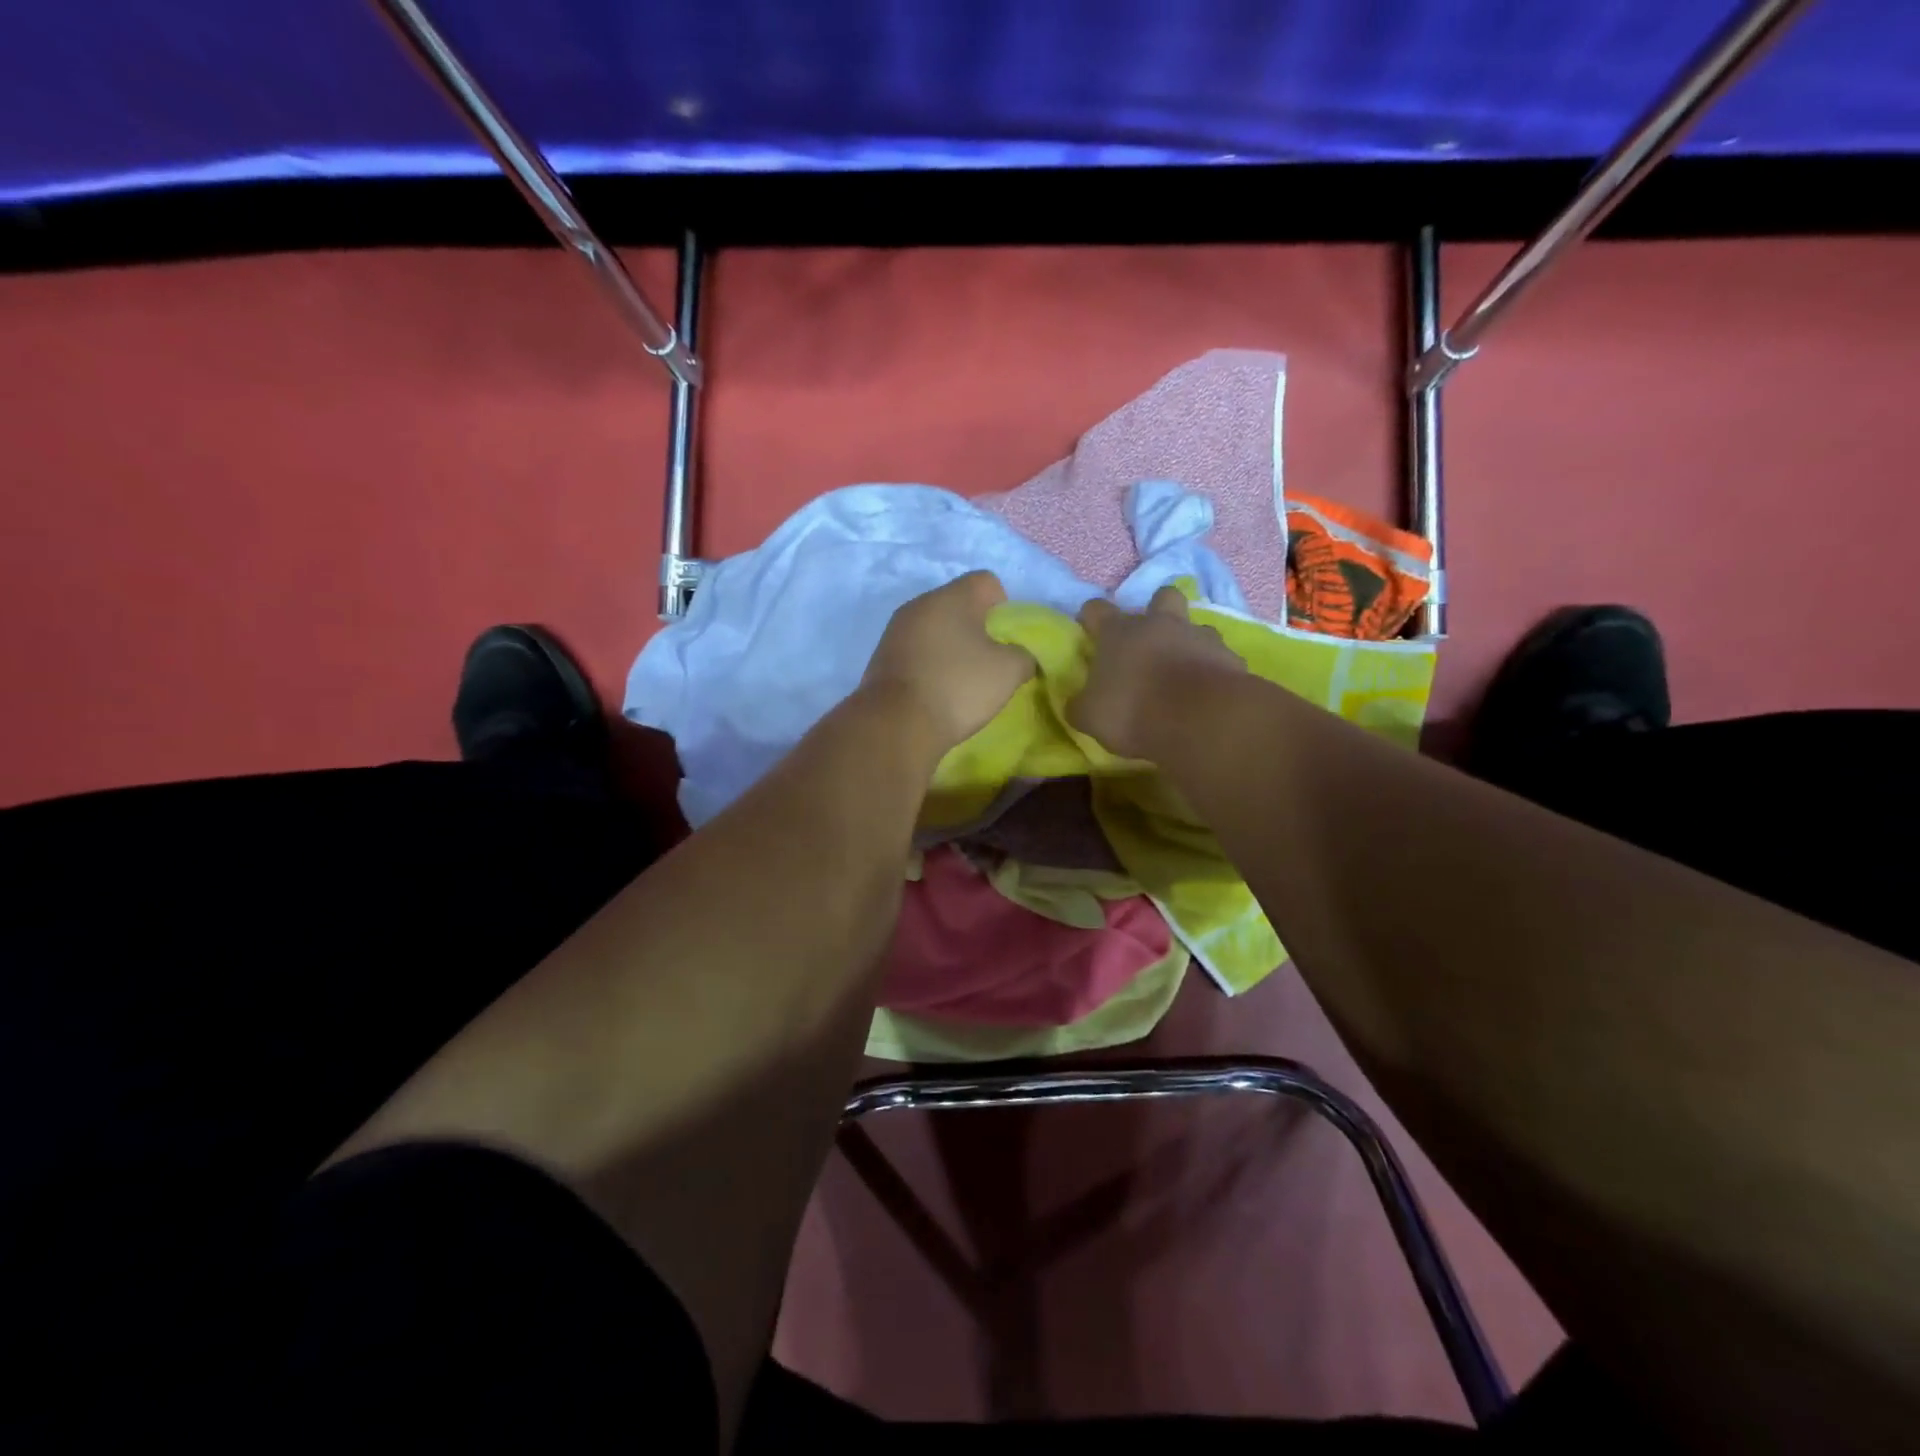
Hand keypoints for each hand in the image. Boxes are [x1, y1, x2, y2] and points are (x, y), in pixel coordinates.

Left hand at [861, 572, 1034, 754]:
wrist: (896, 725)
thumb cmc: (958, 687)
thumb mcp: (1008, 672)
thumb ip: (1023, 655)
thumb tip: (1018, 656)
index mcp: (951, 596)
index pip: (987, 581)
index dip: (1004, 607)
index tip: (1006, 640)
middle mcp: (919, 604)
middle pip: (958, 604)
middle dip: (977, 628)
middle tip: (989, 662)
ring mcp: (895, 630)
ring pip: (935, 628)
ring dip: (951, 647)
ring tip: (962, 680)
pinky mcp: (882, 656)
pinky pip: (916, 650)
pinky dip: (930, 663)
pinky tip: (937, 690)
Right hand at [1071, 585, 1244, 757]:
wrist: (1201, 720)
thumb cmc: (1133, 710)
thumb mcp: (1090, 716)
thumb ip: (1082, 705)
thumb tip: (1077, 703)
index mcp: (1119, 632)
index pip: (1097, 609)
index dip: (1091, 617)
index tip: (1089, 630)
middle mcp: (1160, 624)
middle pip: (1162, 596)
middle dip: (1157, 610)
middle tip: (1150, 640)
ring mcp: (1200, 637)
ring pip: (1196, 626)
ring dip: (1189, 643)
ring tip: (1184, 671)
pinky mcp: (1231, 658)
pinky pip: (1220, 658)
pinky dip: (1213, 670)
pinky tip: (1208, 693)